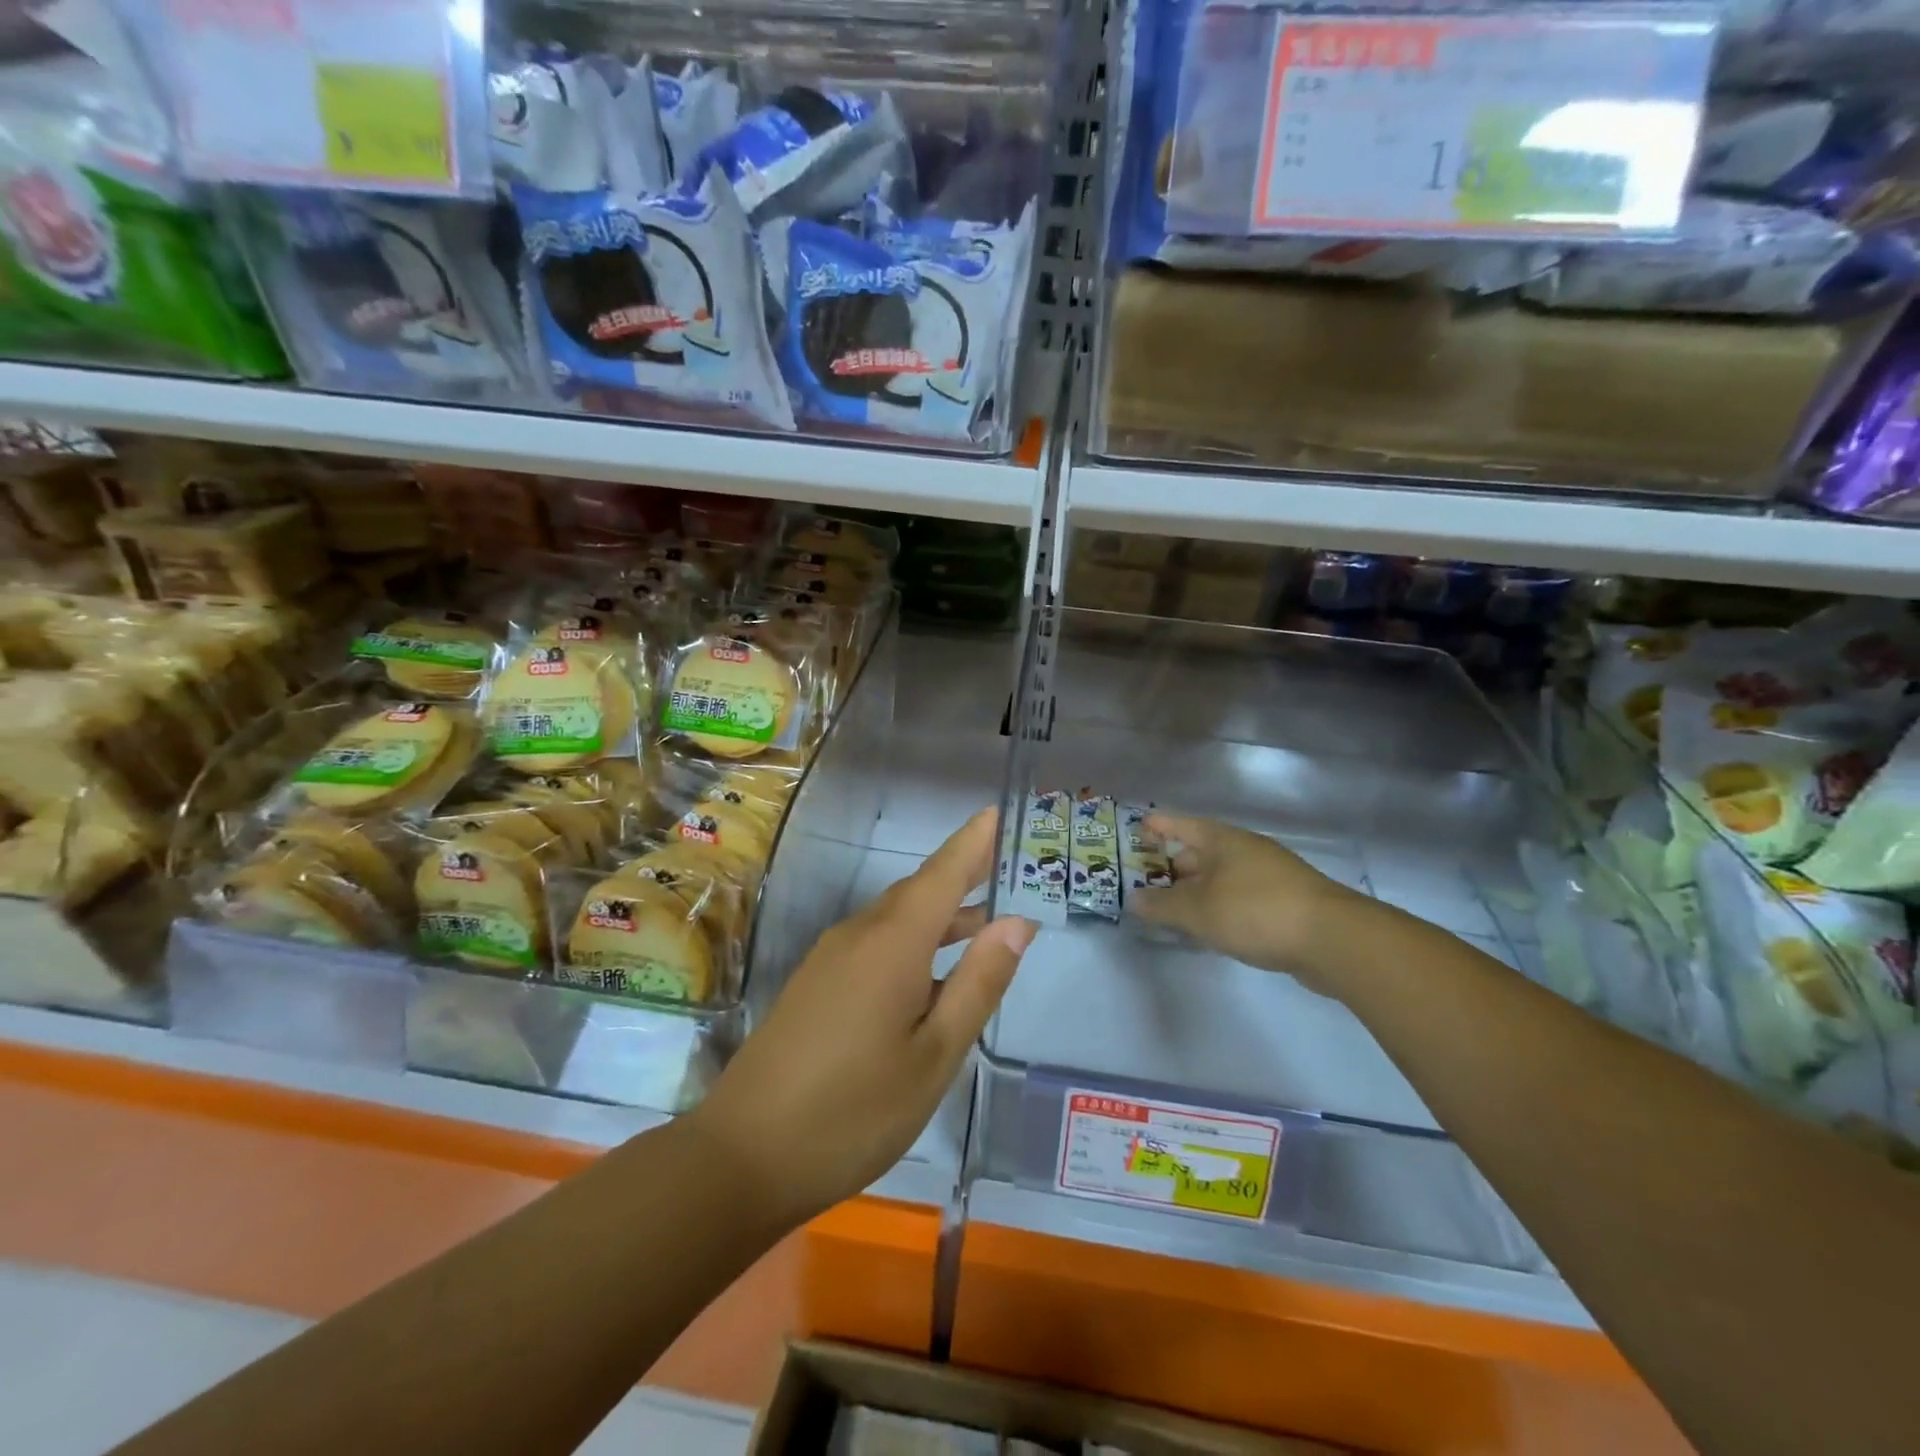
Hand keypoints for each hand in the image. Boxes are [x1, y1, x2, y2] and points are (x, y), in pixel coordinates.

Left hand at [691, 809, 1035, 1223]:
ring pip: (897, 918)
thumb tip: (1017, 923)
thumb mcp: (934, 1054)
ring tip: (986, 920)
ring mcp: (832, 957)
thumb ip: (978, 984)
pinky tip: (932, 972)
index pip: (943, 872)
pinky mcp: (817, 982)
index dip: (972, 841)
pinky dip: (914, 941)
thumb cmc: (854, 1111)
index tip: (997, 813)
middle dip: (963, 875)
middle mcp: (859, 934)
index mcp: (892, 942)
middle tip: (1008, 867)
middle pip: (920, 890)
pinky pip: (876, 942)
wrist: (743, 1156)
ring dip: (941, 914)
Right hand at [1128, 812, 1364, 995]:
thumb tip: (1134, 900)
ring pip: (1220, 878)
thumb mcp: (1198, 911)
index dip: (1156, 826)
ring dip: (1196, 891)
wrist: (1333, 939)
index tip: (1135, 830)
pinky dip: (1219, 907)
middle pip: (1199, 852)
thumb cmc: (1255, 911)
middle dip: (1171, 866)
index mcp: (1221, 839)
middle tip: (1145, 883)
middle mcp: (1245, 850)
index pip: (1180, 824)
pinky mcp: (1285, 903)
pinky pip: (1239, 898)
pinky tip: (1210, 929)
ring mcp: (1268, 875)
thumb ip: (1161, 906)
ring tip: (1172, 910)